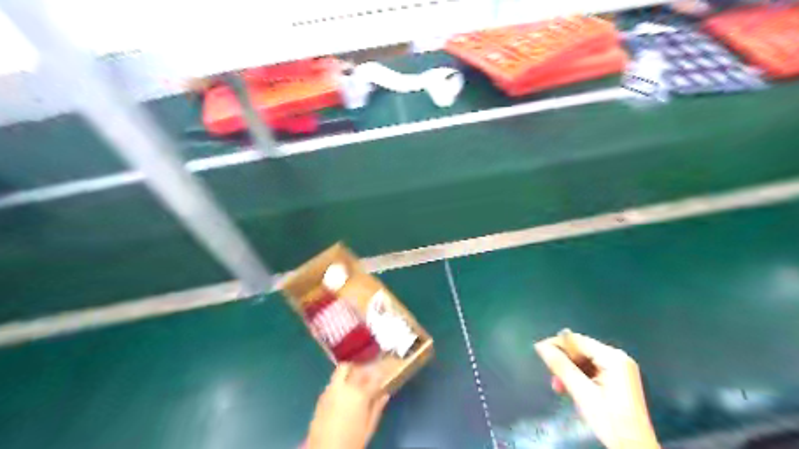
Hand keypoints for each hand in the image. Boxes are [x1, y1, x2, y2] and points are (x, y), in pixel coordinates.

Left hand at [307, 365, 389, 448]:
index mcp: (360, 395)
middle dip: (362, 368)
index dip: (381, 373)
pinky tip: (344, 393)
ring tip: (355, 381)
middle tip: (368, 374)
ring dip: (349, 372)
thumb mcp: (369, 427)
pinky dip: (340, 382)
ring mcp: (330, 391)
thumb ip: (377, 408)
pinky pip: (332, 382)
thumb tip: (385, 394)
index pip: (374, 376)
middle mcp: (344, 387)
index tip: (384, 372)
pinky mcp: (321, 397)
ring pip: (340, 371)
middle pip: (353, 367)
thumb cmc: (352, 442)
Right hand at [536, 331, 662, 446]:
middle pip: (581, 350)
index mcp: (613, 358)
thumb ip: (561, 366)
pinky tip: (570, 389)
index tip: (539, 351)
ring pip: (584, 361)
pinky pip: (592, 370)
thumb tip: (541, 346)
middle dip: (564, 362)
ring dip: (569, 371)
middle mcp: (618, 358)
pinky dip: (579, 378)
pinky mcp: (617, 380)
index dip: (557, 344)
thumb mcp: (582, 392)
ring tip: (558, 386)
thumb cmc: (610, 420)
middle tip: (551, 376)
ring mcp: (619, 369)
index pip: (578, 341)